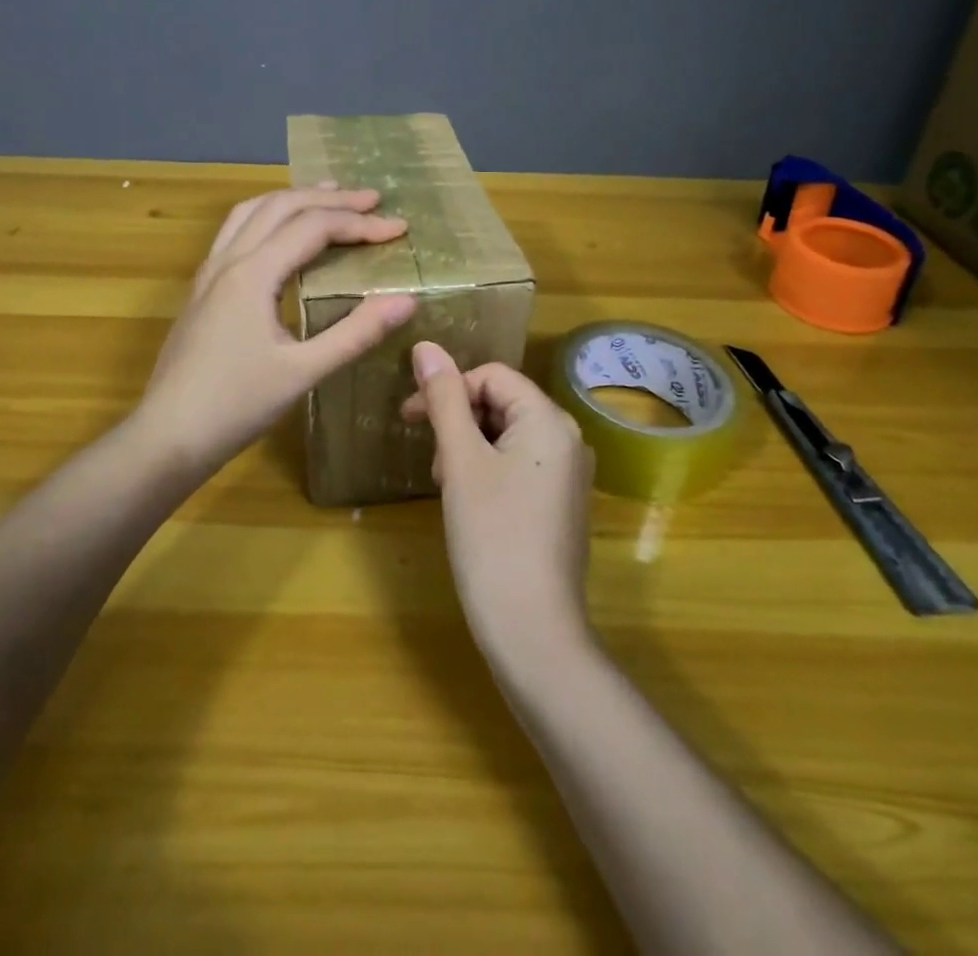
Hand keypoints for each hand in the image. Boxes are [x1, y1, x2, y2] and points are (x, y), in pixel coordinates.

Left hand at [134, 185, 417, 477]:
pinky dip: (267, 216)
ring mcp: (209, 272)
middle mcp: (228, 260)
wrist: (168, 435)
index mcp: (252, 274)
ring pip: (251, 211)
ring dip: (293, 199)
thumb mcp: (304, 372)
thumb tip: (405, 300)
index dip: (359, 224)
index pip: (313, 227)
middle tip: (372, 200)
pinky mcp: (201, 288)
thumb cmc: (236, 406)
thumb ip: (355, 333)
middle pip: (281, 206)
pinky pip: (235, 231)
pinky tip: (280, 234)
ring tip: (328, 196)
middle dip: (330, 199)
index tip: (399, 228)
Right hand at [401, 343, 594, 658]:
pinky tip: (468, 500)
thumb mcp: (460, 461)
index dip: (447, 389)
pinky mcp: (561, 503)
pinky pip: (520, 464)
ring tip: (445, 484)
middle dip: (457, 420)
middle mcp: (568, 438)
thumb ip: (443, 399)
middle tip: (429, 458)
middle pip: (501, 403)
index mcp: (549, 420)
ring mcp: (568, 474)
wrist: (533, 631)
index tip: (409, 418)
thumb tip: (426, 346)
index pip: (491, 376)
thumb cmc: (492, 536)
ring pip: (507, 435)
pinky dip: (487, 469)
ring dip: (468, 446)